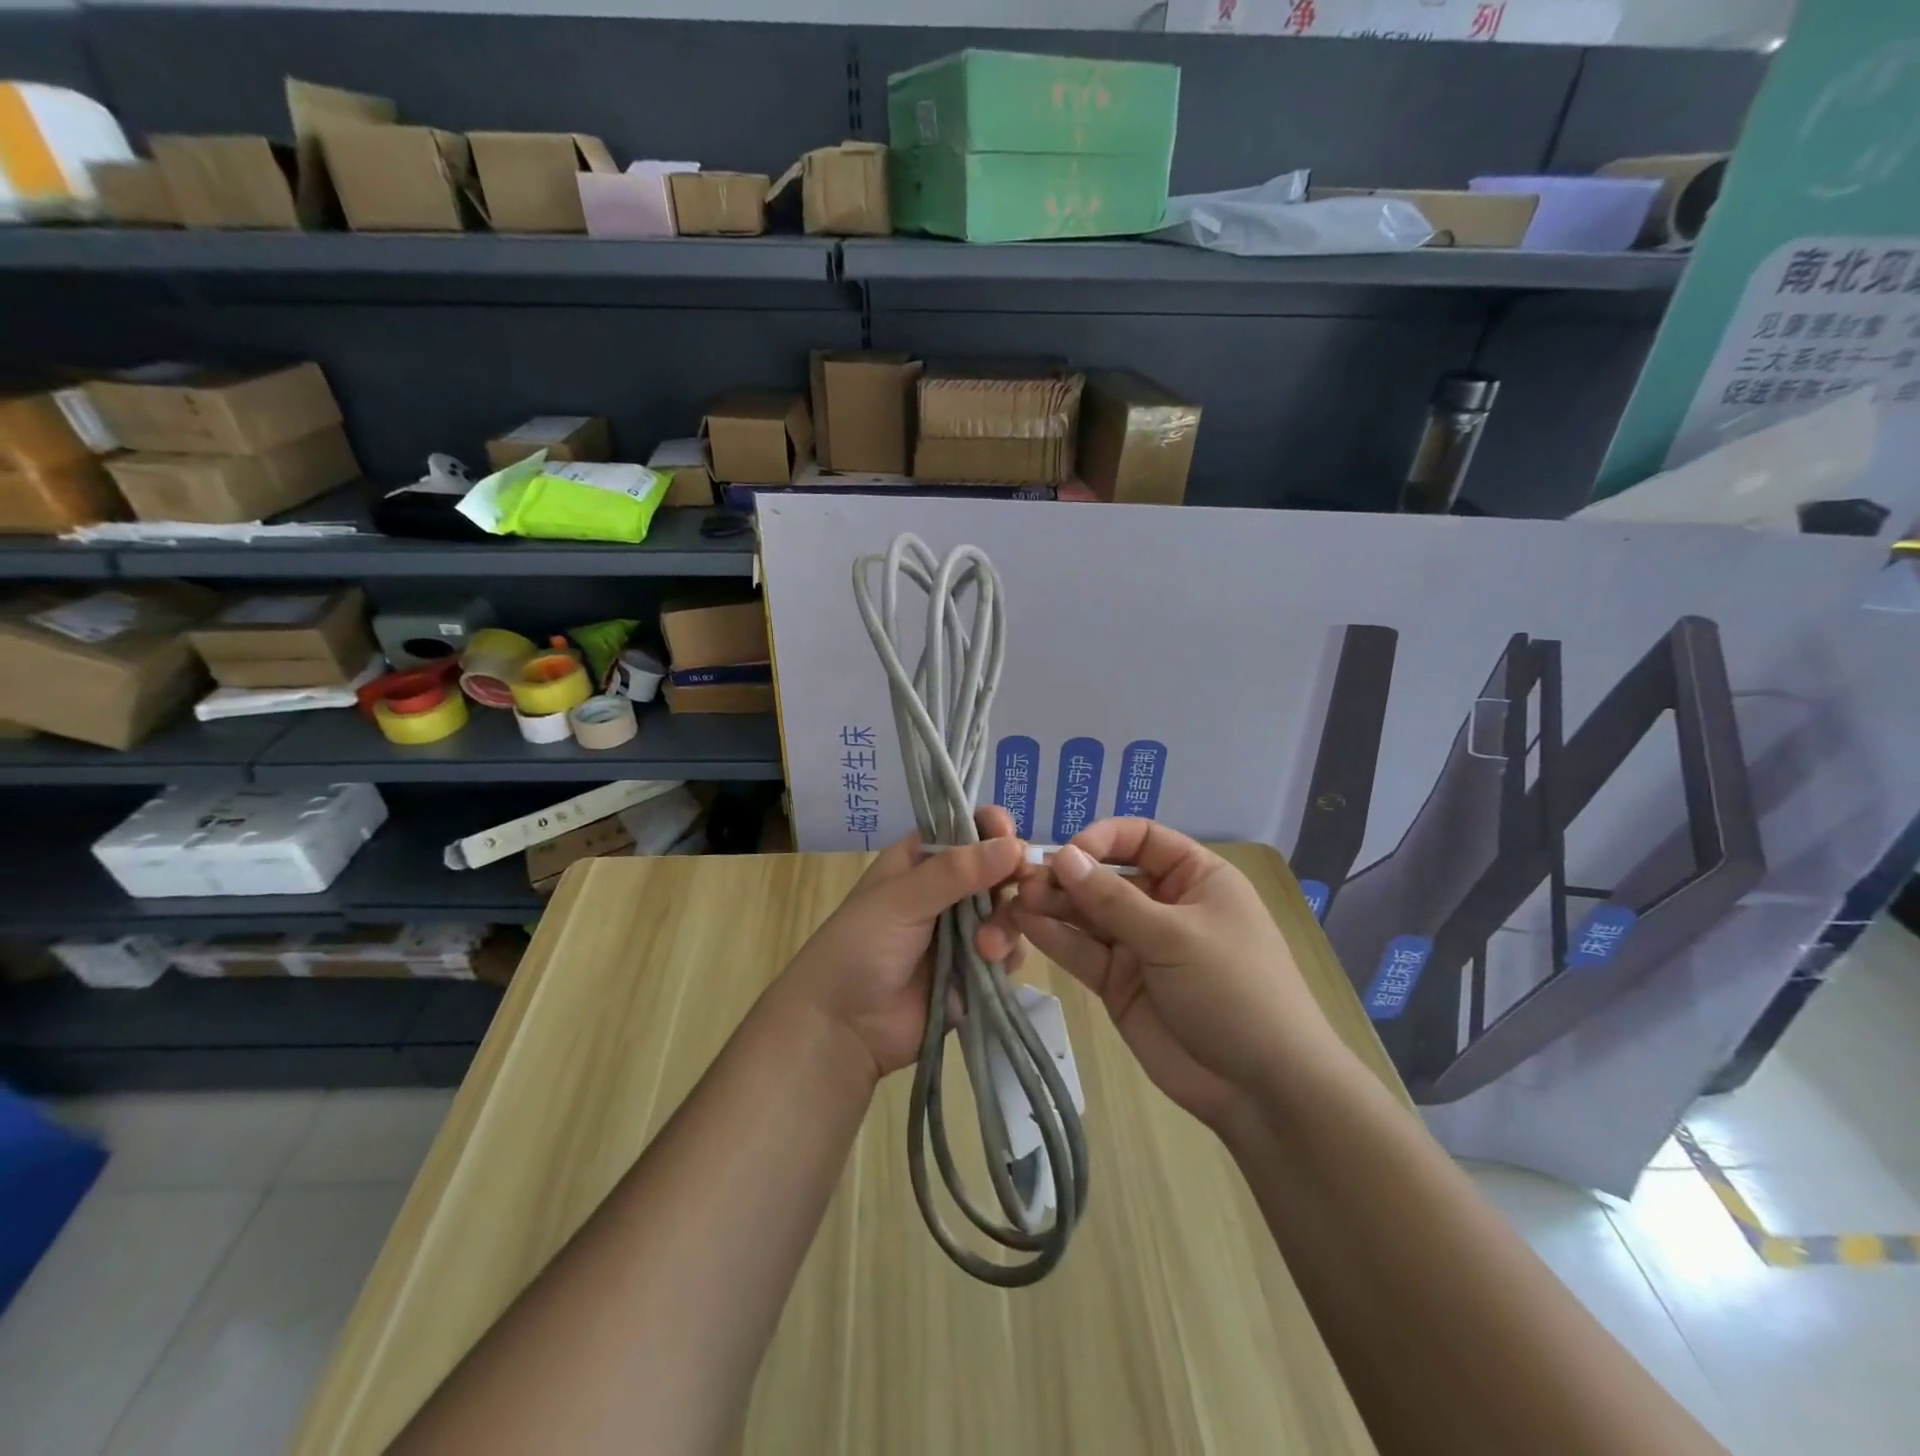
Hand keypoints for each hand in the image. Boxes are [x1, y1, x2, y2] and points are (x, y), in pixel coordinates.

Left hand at [775, 806, 1025, 1084]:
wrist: (842, 1029)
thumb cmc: (860, 947)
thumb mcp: (901, 899)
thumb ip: (957, 871)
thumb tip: (1015, 845)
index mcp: (920, 861)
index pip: (965, 830)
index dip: (990, 828)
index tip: (1007, 834)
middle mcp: (946, 891)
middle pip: (997, 869)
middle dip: (1011, 877)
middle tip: (1021, 885)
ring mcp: (963, 932)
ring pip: (1007, 910)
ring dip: (1006, 922)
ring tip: (985, 948)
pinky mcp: (975, 970)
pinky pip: (1008, 952)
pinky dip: (1007, 954)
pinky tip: (989, 963)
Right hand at [989, 819, 1345, 1131]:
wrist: (1262, 1089)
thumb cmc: (1235, 991)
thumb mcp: (1176, 936)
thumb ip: (1113, 898)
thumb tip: (1063, 855)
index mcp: (1194, 878)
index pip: (1140, 839)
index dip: (1101, 839)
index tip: (1066, 854)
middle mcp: (1163, 904)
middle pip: (1105, 876)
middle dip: (1067, 876)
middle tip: (1023, 880)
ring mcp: (1139, 945)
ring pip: (1087, 914)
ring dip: (1053, 905)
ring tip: (1015, 901)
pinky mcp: (1118, 982)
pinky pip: (1082, 951)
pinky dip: (1055, 938)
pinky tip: (1025, 925)